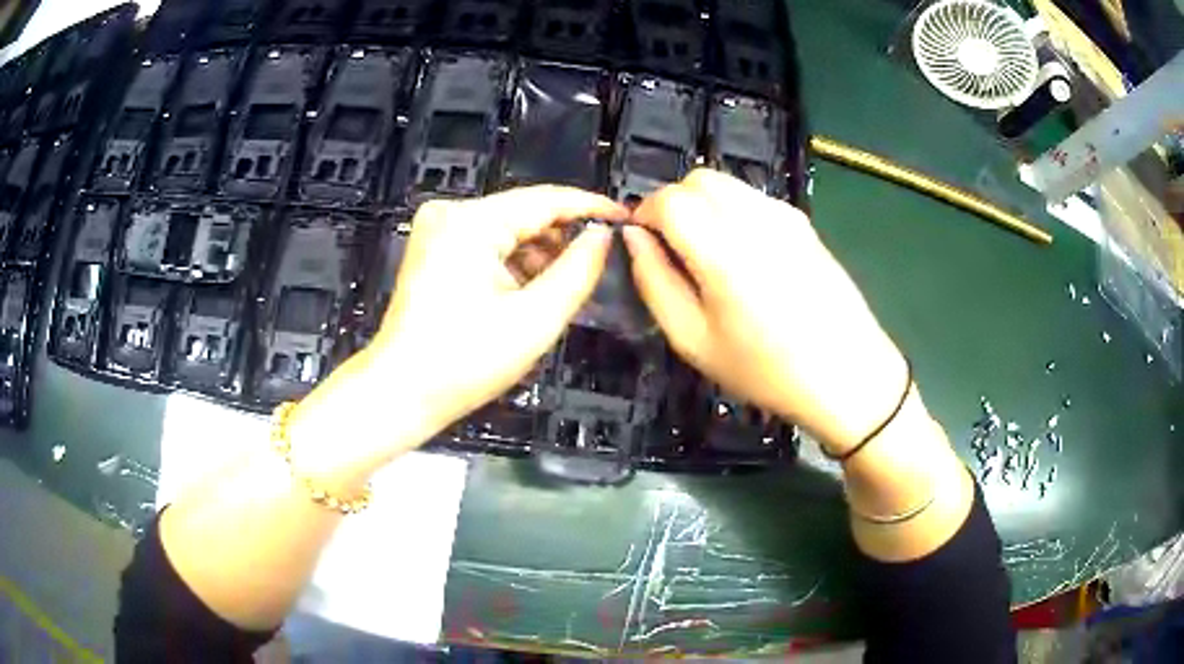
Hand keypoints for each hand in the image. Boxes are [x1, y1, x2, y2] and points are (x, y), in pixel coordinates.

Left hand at [290, 186, 625, 476]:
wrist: (402, 393)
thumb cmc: (465, 362)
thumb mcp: (535, 319)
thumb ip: (578, 270)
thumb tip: (603, 235)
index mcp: (471, 221)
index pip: (545, 199)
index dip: (591, 207)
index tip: (626, 218)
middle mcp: (451, 213)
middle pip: (525, 212)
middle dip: (562, 237)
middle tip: (599, 263)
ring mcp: (438, 229)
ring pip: (508, 229)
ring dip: (538, 254)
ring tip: (559, 289)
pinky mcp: (434, 248)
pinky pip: (488, 243)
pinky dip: (513, 263)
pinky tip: (527, 292)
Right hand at [624, 169, 908, 453]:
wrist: (847, 373)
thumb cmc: (766, 369)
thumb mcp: (693, 340)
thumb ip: (654, 281)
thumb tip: (634, 237)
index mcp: (723, 249)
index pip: (668, 199)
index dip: (644, 214)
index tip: (642, 243)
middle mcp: (754, 217)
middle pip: (697, 179)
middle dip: (672, 203)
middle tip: (671, 247)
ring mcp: (784, 214)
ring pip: (726, 183)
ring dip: (702, 204)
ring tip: (707, 252)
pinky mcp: (802, 221)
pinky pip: (752, 197)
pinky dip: (732, 209)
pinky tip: (744, 254)